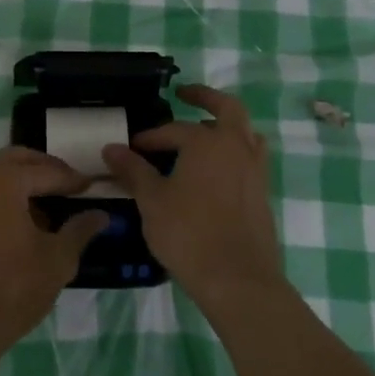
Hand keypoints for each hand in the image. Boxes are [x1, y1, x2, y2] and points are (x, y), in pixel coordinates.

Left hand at [0, 147, 108, 375]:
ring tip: (39, 213)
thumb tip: (100, 215)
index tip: (90, 186)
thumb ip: (79, 231)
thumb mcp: (56, 262)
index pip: (47, 171)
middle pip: (15, 160)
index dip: (72, 179)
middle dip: (42, 169)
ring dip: (17, 185)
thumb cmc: (8, 291)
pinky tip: (8, 231)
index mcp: (4, 180)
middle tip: (65, 186)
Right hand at [103, 84, 284, 312]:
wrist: (239, 281)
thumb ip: (133, 170)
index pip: (173, 130)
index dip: (150, 137)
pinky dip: (234, 152)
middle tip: (186, 94)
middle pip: (228, 109)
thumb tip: (111, 148)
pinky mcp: (263, 194)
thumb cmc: (189, 234)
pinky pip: (250, 158)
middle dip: (205, 97)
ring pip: (245, 133)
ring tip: (205, 132)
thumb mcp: (152, 200)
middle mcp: (236, 147)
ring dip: (226, 125)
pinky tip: (216, 171)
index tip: (131, 148)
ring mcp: (255, 170)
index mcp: (208, 142)